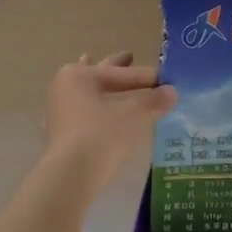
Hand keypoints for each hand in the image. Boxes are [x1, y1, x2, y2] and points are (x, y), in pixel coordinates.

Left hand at [41, 52, 176, 185]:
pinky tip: (96, 111)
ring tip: (105, 75)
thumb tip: (173, 91)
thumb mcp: (134, 116)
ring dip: (100, 86)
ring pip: (86, 92)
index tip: (166, 79)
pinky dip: (93, 108)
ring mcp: (58, 111)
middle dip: (115, 67)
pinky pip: (81, 112)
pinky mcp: (59, 133)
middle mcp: (64, 87)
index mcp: (80, 75)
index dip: (145, 76)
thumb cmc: (101, 135)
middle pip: (97, 74)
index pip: (121, 73)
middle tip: (129, 56)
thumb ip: (154, 101)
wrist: (70, 175)